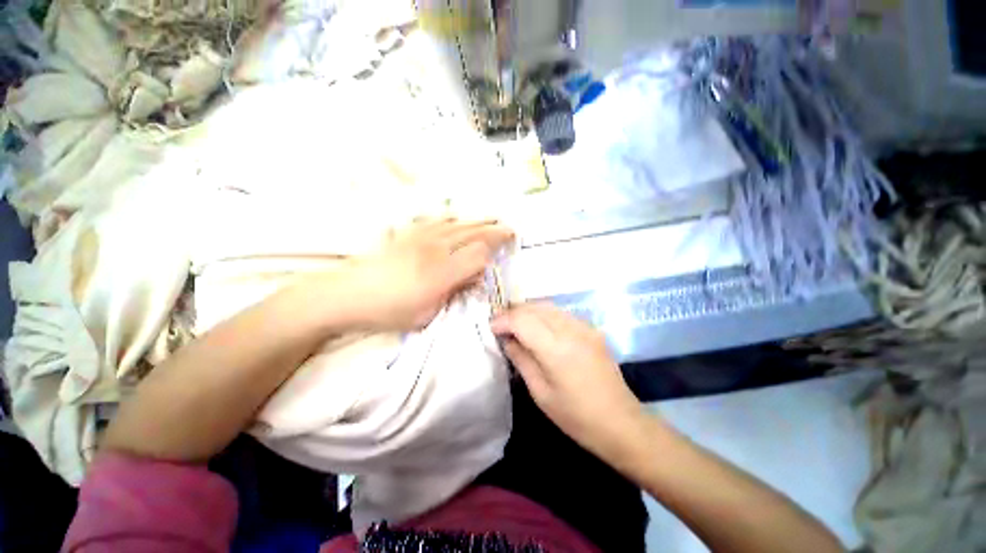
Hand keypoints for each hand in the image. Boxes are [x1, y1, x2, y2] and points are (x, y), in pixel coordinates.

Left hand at [342, 218, 513, 330]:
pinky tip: (456, 218)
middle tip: (509, 229)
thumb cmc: (389, 311)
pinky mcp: (408, 233)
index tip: (503, 252)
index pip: (478, 254)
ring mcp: (421, 237)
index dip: (494, 252)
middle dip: (494, 231)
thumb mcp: (427, 313)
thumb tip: (472, 277)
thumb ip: (454, 292)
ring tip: (492, 219)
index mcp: (442, 272)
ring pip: (458, 224)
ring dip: (478, 222)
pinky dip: (451, 218)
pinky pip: (436, 220)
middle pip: (473, 234)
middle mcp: (436, 249)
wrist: (348, 294)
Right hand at [491, 303, 650, 461]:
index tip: (491, 327)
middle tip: (500, 325)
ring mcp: (585, 327)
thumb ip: (521, 359)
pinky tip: (538, 327)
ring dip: (528, 311)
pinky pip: (561, 313)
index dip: (503, 320)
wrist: (621, 423)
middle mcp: (571, 329)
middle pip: (535, 307)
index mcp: (557, 348)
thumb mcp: (540, 392)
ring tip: (515, 324)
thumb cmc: (576, 417)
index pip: (522, 320)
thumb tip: (506, 339)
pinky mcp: (592, 329)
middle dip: (513, 312)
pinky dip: (544, 315)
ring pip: (548, 306)